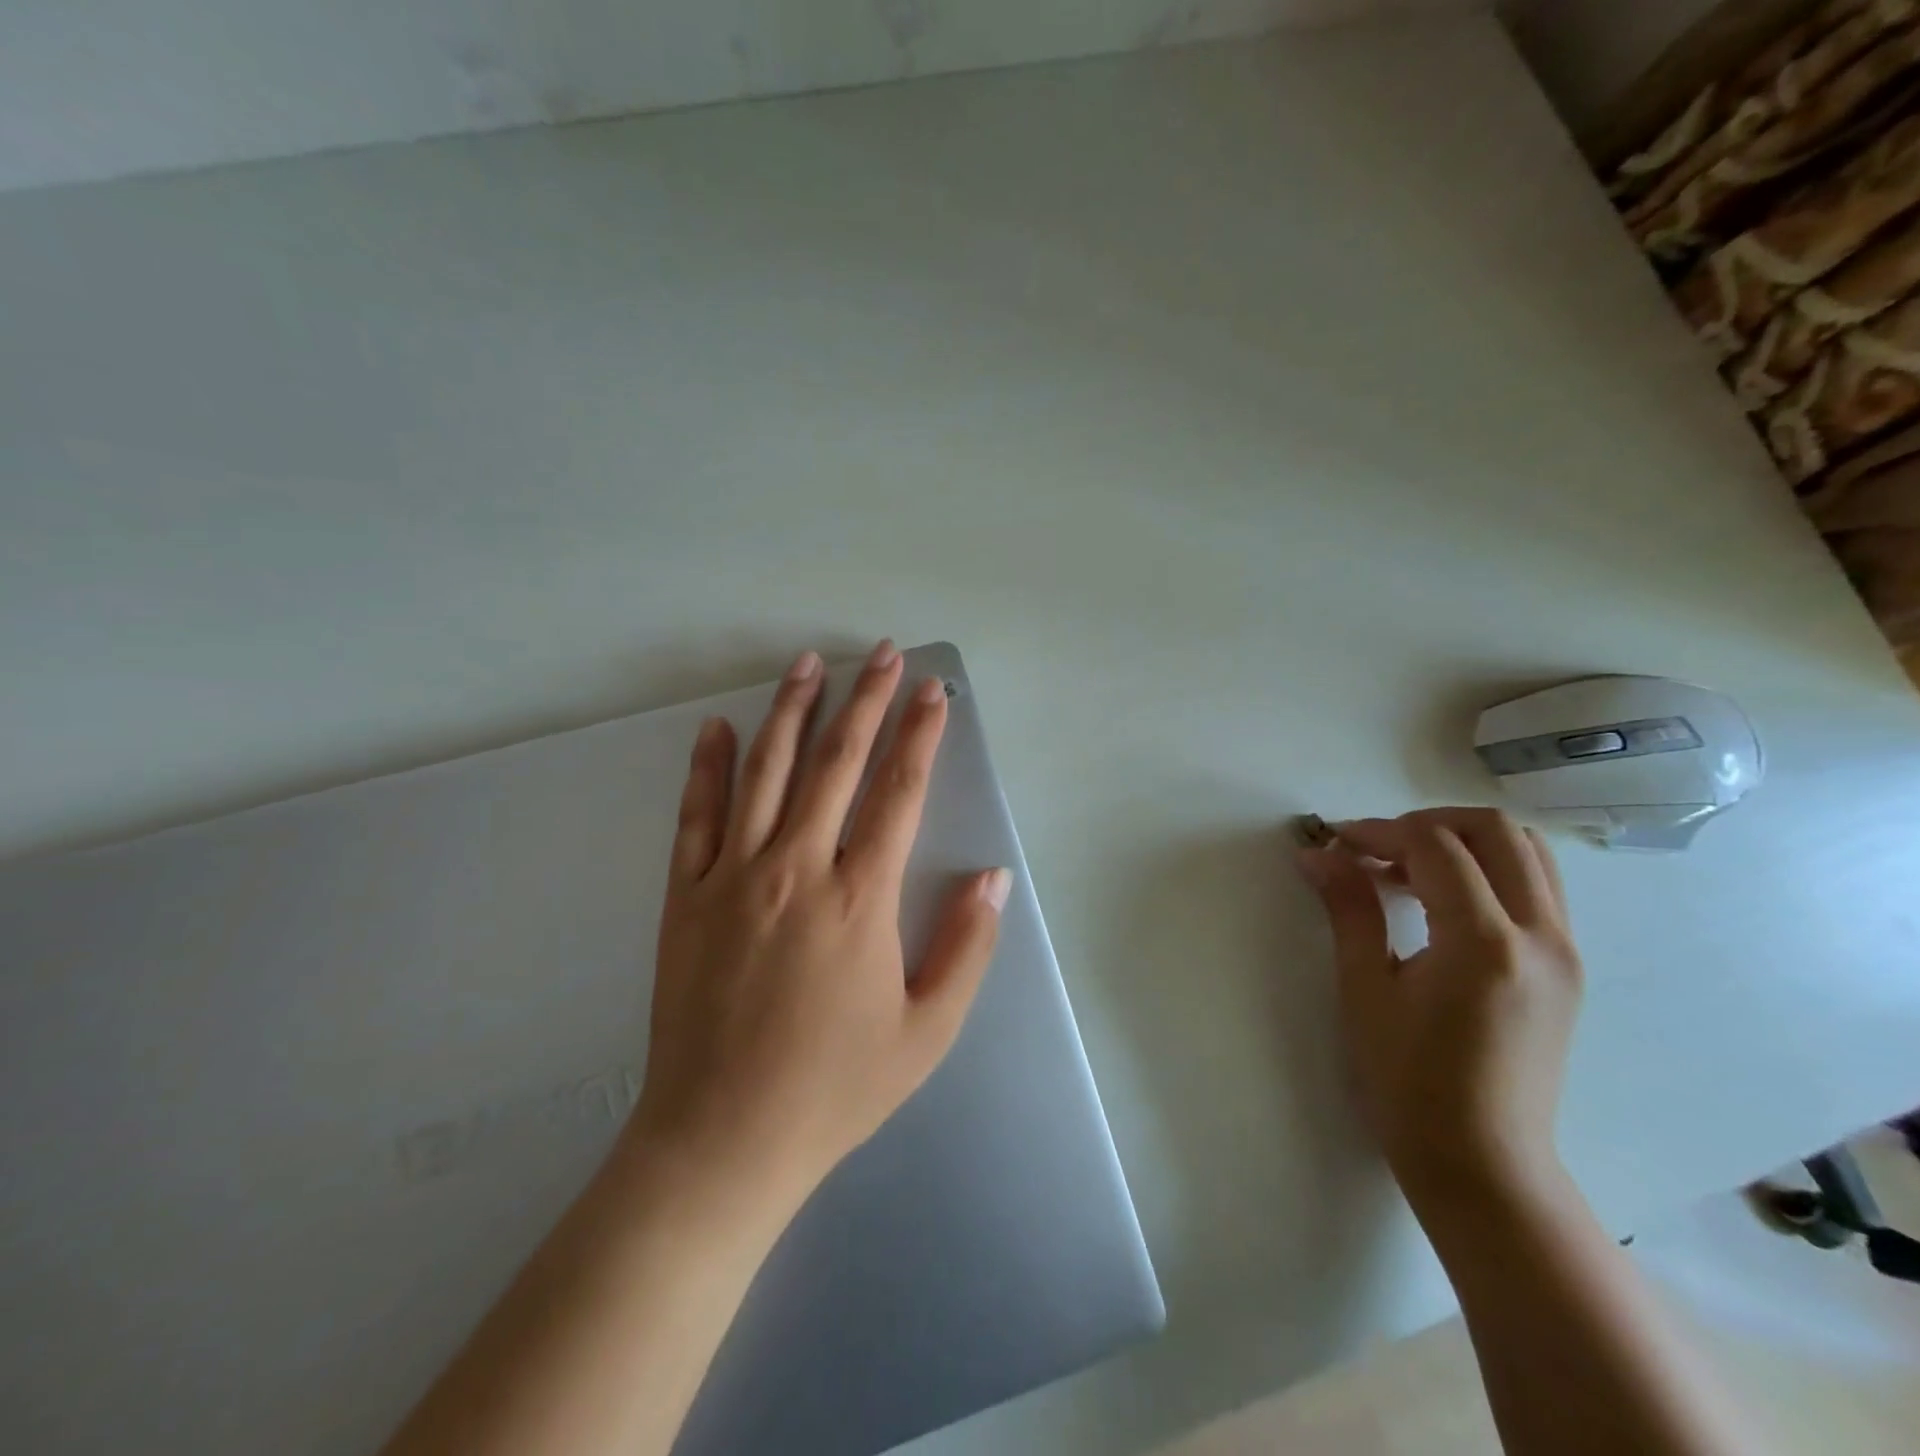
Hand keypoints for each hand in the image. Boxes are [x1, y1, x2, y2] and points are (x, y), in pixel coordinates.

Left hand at [627, 641, 1010, 1219]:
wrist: (722, 1139)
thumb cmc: (834, 1088)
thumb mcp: (926, 1033)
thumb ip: (966, 948)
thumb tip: (994, 877)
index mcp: (860, 899)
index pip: (899, 793)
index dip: (920, 735)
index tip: (933, 693)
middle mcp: (797, 869)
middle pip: (836, 763)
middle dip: (866, 701)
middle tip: (882, 652)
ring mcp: (733, 877)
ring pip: (766, 772)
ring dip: (791, 711)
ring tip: (808, 663)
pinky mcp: (684, 896)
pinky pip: (696, 816)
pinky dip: (709, 767)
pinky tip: (718, 727)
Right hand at [1297, 808, 1582, 1214]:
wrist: (1484, 1161)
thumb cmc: (1409, 1082)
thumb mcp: (1366, 989)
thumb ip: (1349, 909)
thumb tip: (1317, 854)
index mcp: (1484, 944)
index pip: (1435, 848)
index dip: (1378, 831)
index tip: (1334, 843)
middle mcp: (1541, 935)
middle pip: (1495, 831)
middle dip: (1426, 823)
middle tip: (1374, 848)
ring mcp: (1564, 950)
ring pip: (1526, 852)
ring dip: (1461, 842)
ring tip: (1404, 871)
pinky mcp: (1566, 966)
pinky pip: (1535, 886)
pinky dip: (1485, 869)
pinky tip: (1438, 900)